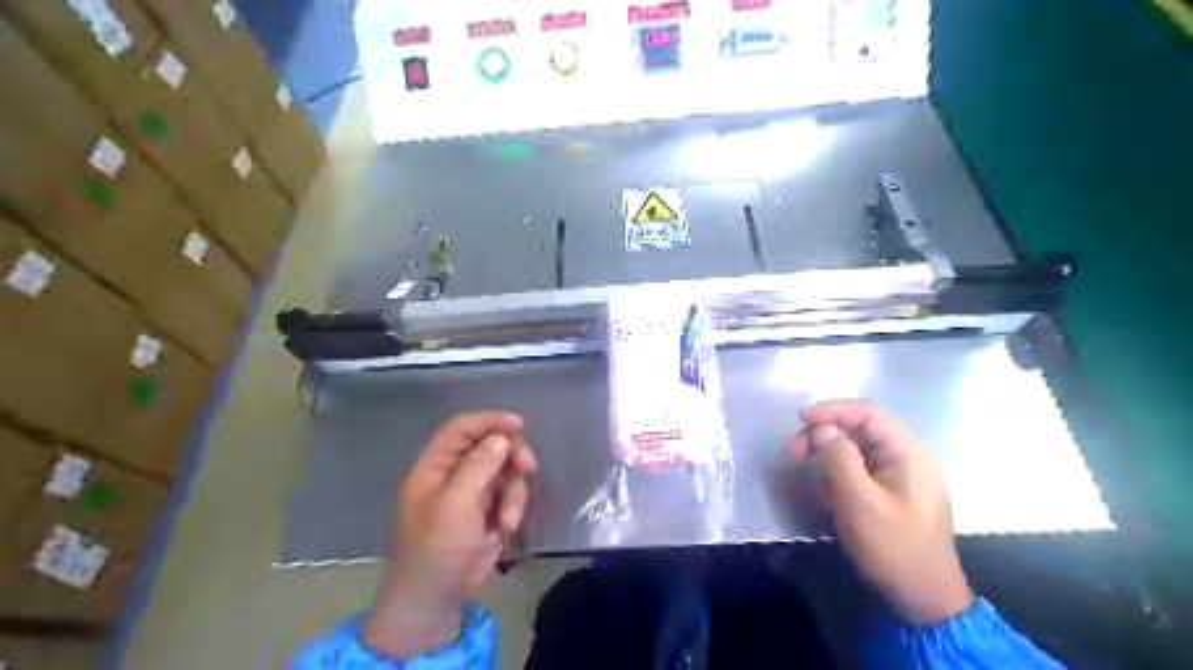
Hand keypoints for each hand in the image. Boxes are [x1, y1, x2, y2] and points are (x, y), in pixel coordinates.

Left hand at [359, 410, 534, 656]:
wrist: (436, 599)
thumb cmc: (437, 547)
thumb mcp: (455, 503)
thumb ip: (479, 465)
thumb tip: (501, 438)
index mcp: (434, 466)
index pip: (461, 428)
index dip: (489, 421)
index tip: (518, 425)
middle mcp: (453, 474)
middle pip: (490, 446)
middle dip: (510, 456)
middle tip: (527, 466)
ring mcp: (472, 493)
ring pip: (505, 471)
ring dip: (513, 491)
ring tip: (507, 519)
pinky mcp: (488, 512)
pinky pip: (510, 494)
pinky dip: (512, 508)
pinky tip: (505, 529)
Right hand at [791, 401, 974, 624]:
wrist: (923, 601)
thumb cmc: (896, 550)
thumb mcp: (861, 504)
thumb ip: (839, 461)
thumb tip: (822, 429)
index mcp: (908, 454)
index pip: (867, 414)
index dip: (832, 411)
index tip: (800, 420)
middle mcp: (903, 458)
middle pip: (857, 430)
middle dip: (823, 437)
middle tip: (793, 453)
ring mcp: (895, 477)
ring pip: (853, 451)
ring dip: (827, 461)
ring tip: (815, 486)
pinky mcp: (885, 494)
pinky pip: (855, 473)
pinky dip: (836, 479)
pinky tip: (828, 499)